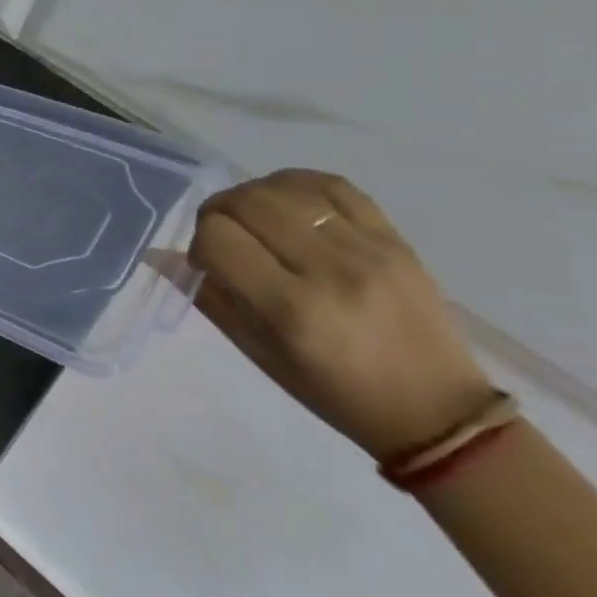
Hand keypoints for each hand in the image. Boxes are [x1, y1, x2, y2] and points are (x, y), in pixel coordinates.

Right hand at [187, 169, 493, 460]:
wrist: (437, 411)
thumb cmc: (334, 392)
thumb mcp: (259, 354)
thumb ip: (209, 297)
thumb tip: (160, 255)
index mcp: (291, 310)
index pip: (217, 238)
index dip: (200, 244)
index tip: (209, 262)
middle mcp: (328, 272)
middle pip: (247, 202)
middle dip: (219, 211)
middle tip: (224, 234)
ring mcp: (367, 250)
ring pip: (284, 188)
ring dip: (253, 195)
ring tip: (255, 218)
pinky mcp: (394, 239)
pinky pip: (334, 185)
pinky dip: (297, 184)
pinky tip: (288, 200)